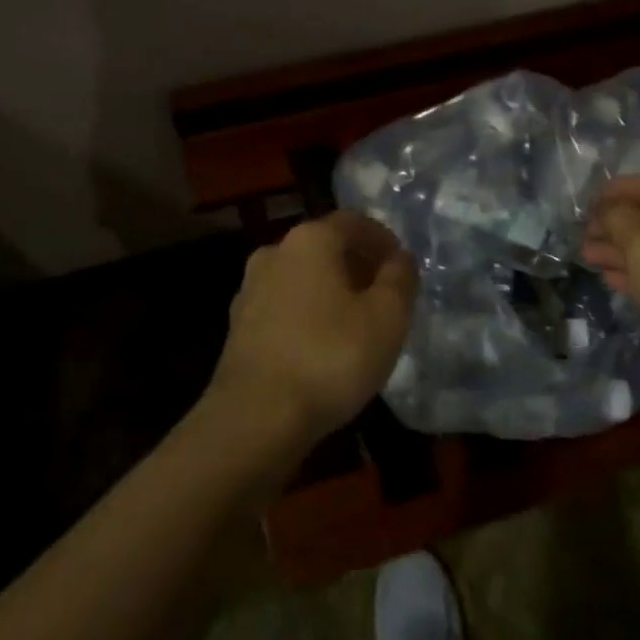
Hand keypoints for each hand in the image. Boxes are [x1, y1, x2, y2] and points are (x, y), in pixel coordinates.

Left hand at [208, 211, 417, 457]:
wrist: (256, 418)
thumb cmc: (330, 357)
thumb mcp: (387, 317)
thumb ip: (400, 279)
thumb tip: (400, 258)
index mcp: (310, 240)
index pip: (353, 221)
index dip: (382, 238)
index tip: (401, 264)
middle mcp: (274, 252)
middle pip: (325, 246)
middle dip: (357, 264)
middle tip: (384, 294)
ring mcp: (250, 289)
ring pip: (302, 277)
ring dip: (331, 289)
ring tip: (356, 321)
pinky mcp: (238, 326)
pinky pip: (284, 305)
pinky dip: (308, 313)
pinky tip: (323, 344)